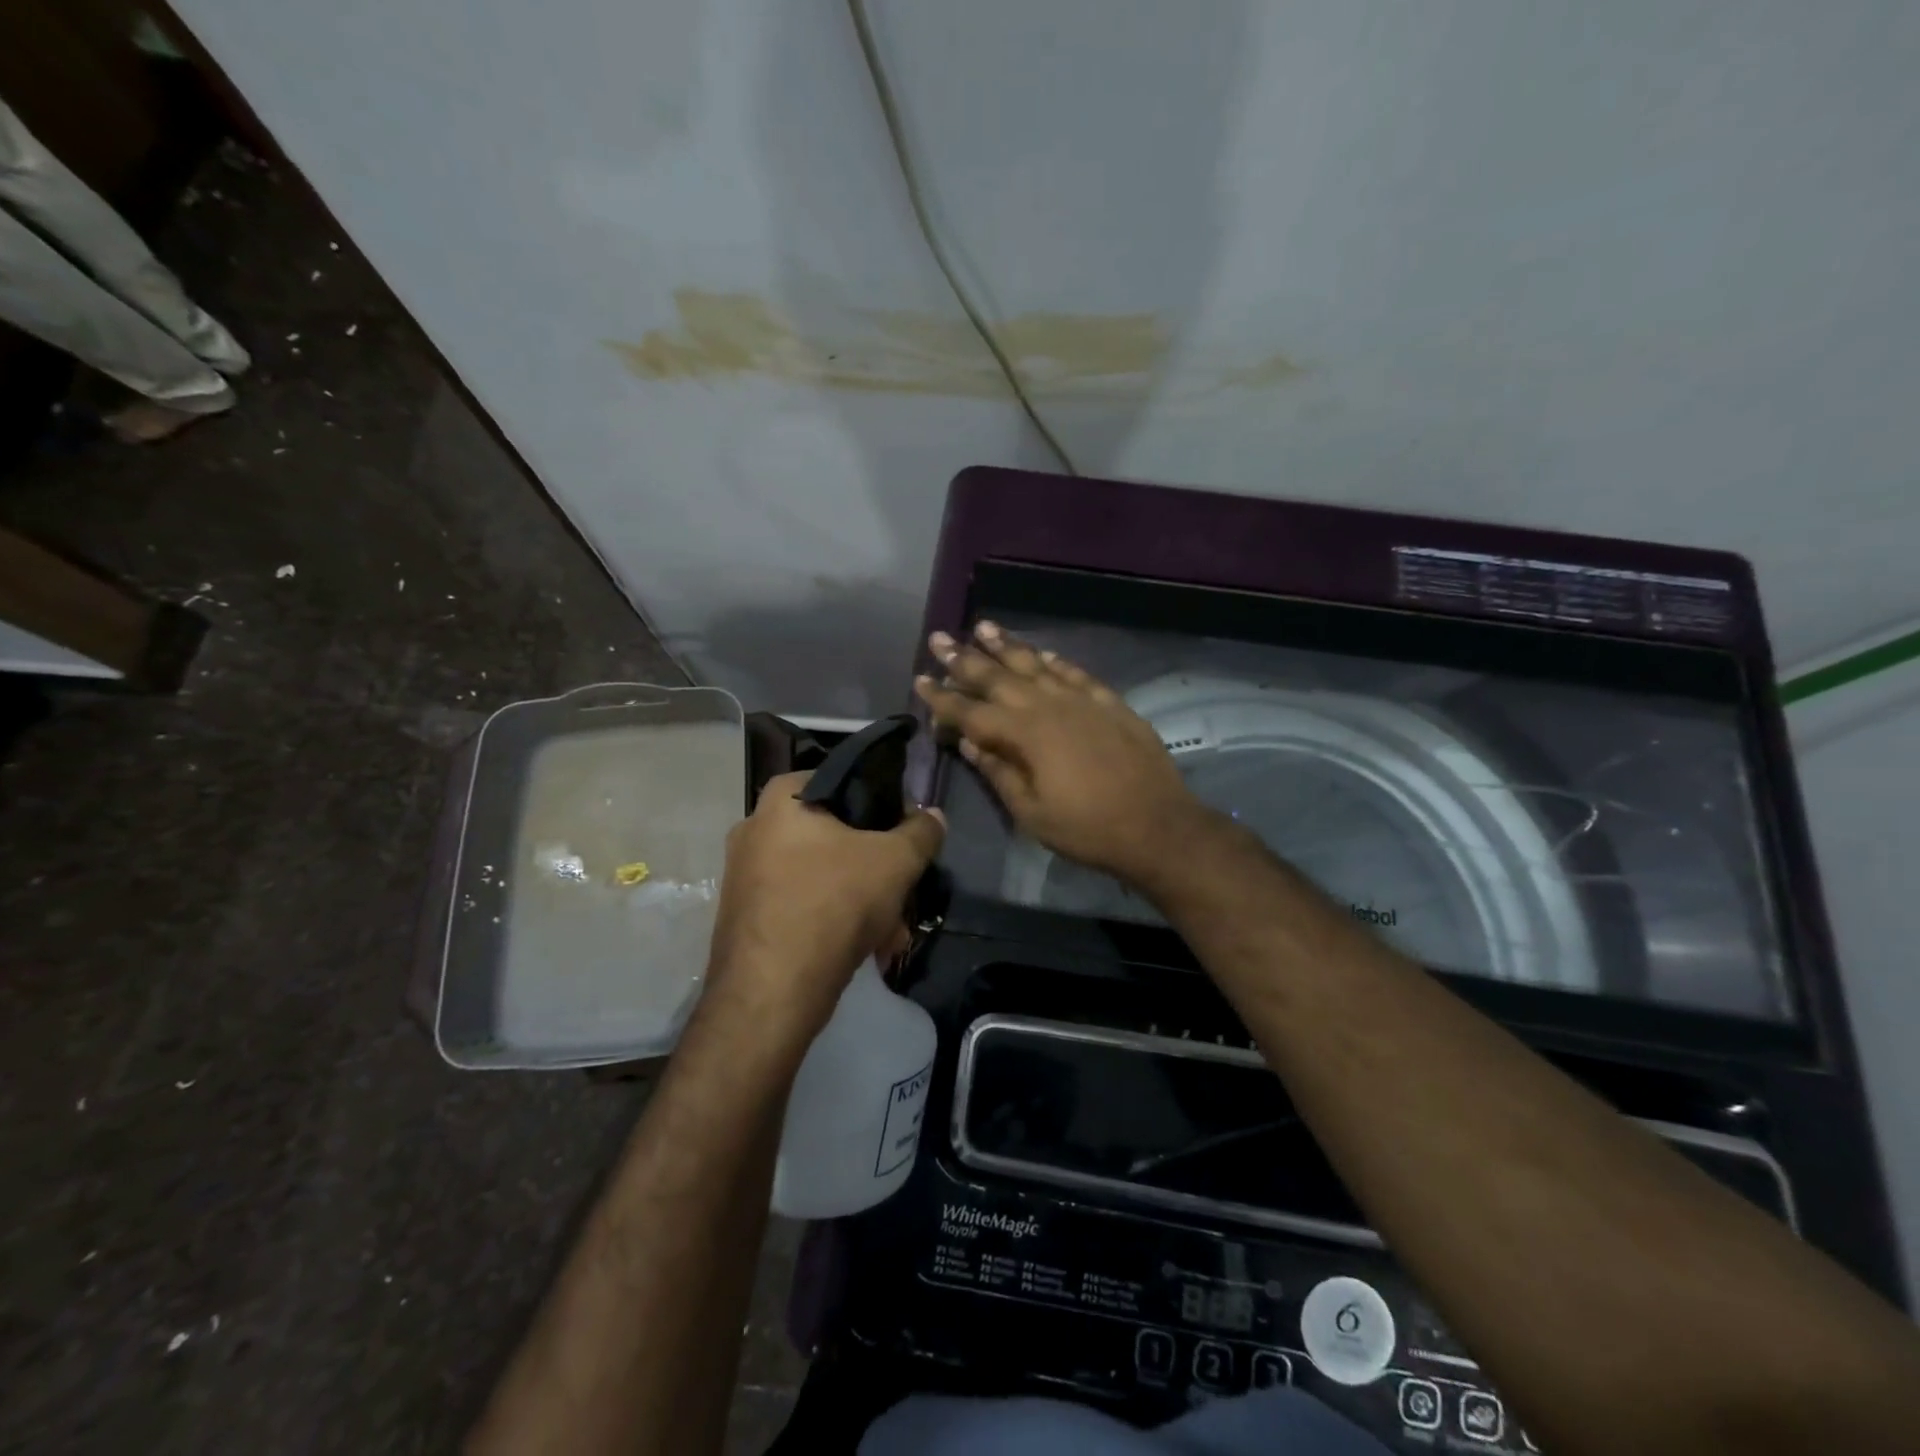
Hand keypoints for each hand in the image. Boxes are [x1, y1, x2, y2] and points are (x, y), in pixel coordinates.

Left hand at [703, 769, 945, 1042]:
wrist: (770, 993)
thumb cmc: (833, 904)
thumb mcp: (895, 861)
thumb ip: (921, 832)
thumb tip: (933, 816)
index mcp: (781, 800)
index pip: (841, 780)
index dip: (881, 802)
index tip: (905, 831)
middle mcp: (754, 829)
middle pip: (835, 835)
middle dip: (876, 868)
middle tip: (903, 892)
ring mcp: (744, 876)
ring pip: (822, 876)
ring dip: (862, 901)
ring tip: (892, 934)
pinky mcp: (746, 917)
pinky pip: (802, 905)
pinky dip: (834, 921)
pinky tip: (866, 950)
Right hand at [914, 621, 1205, 885]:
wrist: (1158, 826)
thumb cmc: (1087, 829)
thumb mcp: (1031, 812)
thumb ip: (998, 772)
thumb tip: (969, 741)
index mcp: (1024, 735)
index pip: (971, 711)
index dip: (942, 697)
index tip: (920, 679)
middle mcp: (1049, 706)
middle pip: (998, 677)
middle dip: (965, 658)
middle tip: (940, 638)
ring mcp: (1082, 700)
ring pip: (1036, 664)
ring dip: (1007, 646)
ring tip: (983, 627)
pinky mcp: (1110, 703)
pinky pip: (1075, 673)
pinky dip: (1055, 660)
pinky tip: (1042, 652)